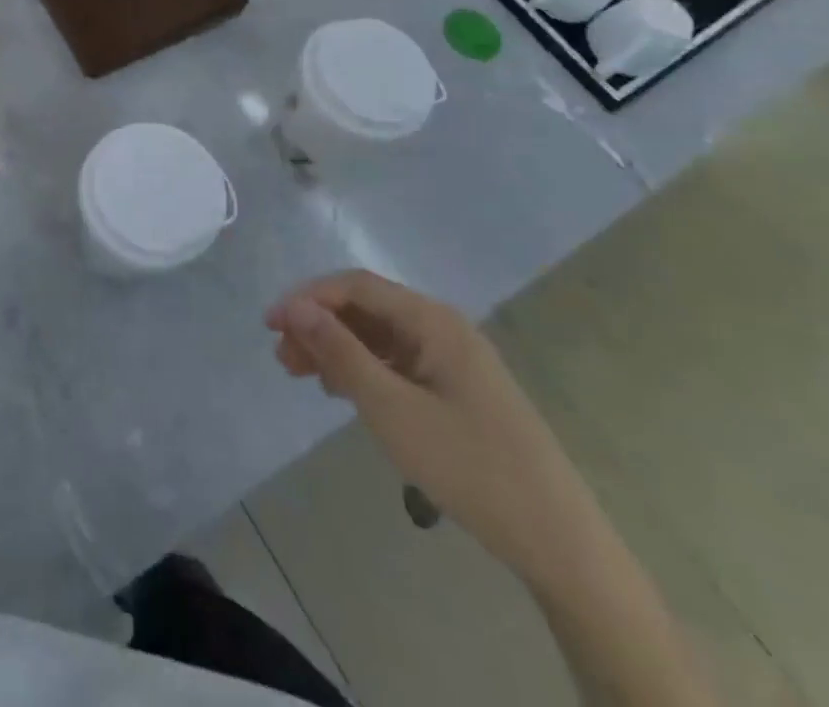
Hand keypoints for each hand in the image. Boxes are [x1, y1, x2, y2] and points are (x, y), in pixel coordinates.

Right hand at [266, 270, 603, 590]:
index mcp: (432, 320)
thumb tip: (295, 307)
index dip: (307, 298)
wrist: (558, 542)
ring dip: (337, 349)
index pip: (356, 286)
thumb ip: (340, 352)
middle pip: (366, 309)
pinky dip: (364, 370)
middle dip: (319, 326)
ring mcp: (452, 359)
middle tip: (283, 359)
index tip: (270, 326)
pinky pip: (397, 362)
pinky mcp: (457, 389)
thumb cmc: (468, 465)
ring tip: (303, 376)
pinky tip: (343, 392)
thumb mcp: (391, 408)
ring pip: (379, 336)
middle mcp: (442, 327)